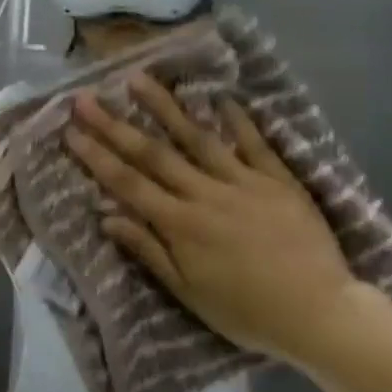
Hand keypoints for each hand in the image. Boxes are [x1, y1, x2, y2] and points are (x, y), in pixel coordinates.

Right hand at [64, 75, 358, 363]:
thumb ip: (148, 251)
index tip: (70, 131)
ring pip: (196, 137)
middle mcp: (204, 193)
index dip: (96, 156)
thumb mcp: (189, 292)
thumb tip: (106, 217)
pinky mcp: (278, 180)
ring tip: (138, 79)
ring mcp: (243, 181)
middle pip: (152, 153)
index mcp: (180, 224)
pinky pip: (253, 143)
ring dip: (164, 107)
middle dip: (114, 124)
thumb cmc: (247, 311)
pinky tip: (220, 96)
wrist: (320, 313)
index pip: (127, 182)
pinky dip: (236, 119)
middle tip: (86, 98)